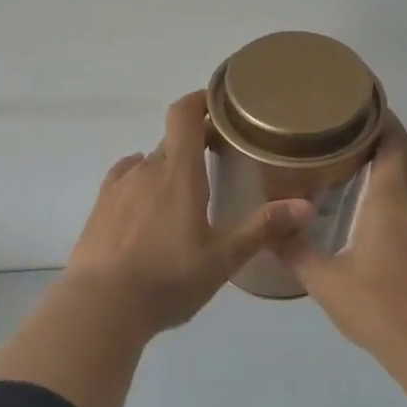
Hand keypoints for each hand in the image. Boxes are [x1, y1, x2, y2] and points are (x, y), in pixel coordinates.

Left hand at [66, 91, 314, 338]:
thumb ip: (262, 228)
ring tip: (184, 193)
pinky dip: (140, 181)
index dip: (200, 101)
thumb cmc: (168, 279)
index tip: (219, 104)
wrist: (101, 305)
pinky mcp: (99, 208)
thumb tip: (307, 206)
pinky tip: (145, 200)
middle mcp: (146, 170)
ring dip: (168, 168)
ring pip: (148, 163)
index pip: (184, 115)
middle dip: (195, 143)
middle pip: (172, 141)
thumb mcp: (222, 259)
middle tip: (218, 160)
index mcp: (179, 174)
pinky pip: (124, 179)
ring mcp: (118, 187)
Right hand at [275, 113, 406, 406]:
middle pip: (404, 153)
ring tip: (356, 174)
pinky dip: (404, 196)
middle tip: (337, 141)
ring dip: (391, 170)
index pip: (393, 138)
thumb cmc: (379, 309)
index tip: (351, 106)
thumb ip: (294, 250)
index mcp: (394, 198)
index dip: (377, 116)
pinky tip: (380, 217)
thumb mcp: (325, 282)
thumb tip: (267, 228)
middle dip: (376, 141)